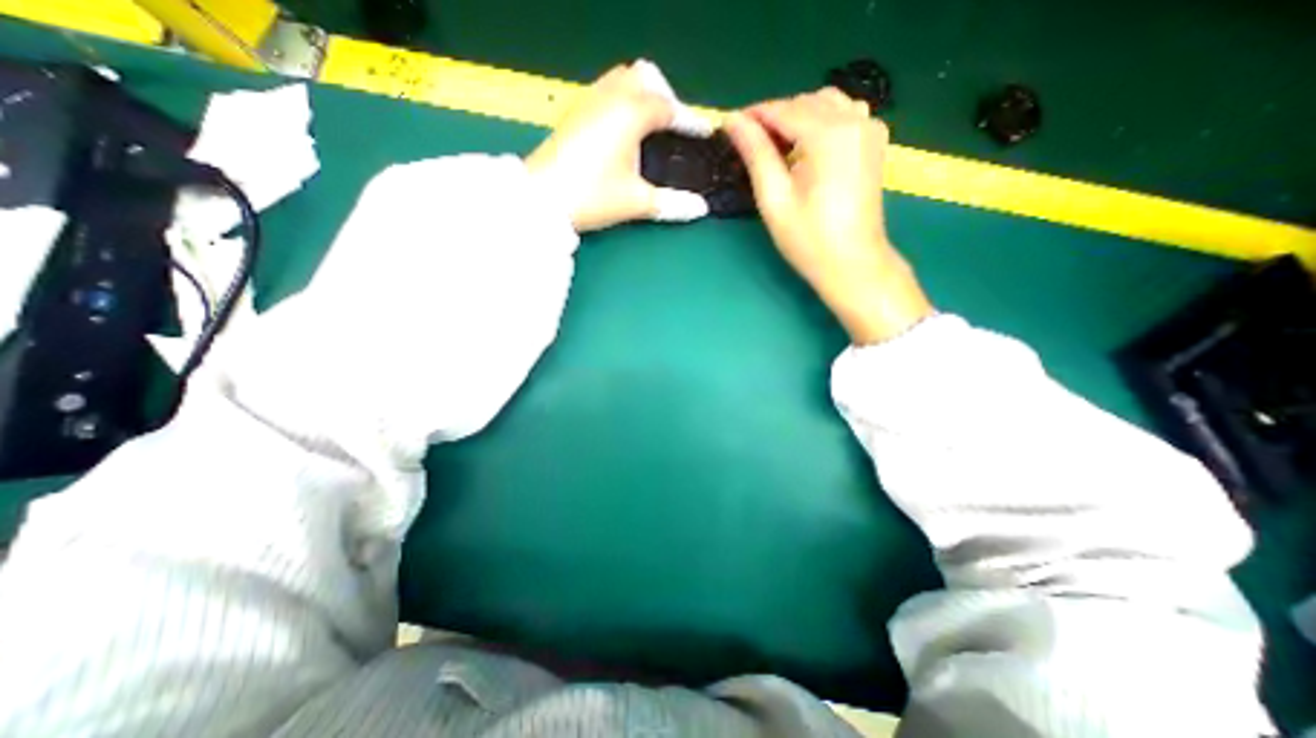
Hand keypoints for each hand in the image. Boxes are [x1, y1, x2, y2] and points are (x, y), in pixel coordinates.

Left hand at [525, 59, 709, 229]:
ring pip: (621, 79)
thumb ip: (672, 203)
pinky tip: (622, 133)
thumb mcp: (637, 201)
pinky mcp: (574, 114)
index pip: (668, 107)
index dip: (689, 120)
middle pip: (644, 77)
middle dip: (664, 96)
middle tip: (672, 127)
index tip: (703, 133)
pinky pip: (605, 92)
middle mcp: (610, 97)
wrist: (542, 199)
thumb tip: (701, 208)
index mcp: (630, 113)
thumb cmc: (593, 196)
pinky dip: (621, 102)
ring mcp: (588, 102)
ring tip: (649, 129)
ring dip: (641, 95)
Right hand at [720, 86, 933, 343]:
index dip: (753, 115)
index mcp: (828, 134)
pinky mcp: (874, 141)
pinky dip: (819, 122)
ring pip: (825, 103)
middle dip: (774, 117)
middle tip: (749, 144)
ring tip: (776, 149)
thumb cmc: (808, 238)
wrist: (852, 263)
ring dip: (797, 118)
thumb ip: (755, 153)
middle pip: (804, 103)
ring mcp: (869, 127)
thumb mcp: (774, 198)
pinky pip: (843, 114)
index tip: (729, 126)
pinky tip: (806, 148)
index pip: (783, 110)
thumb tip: (732, 121)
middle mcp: (854, 119)